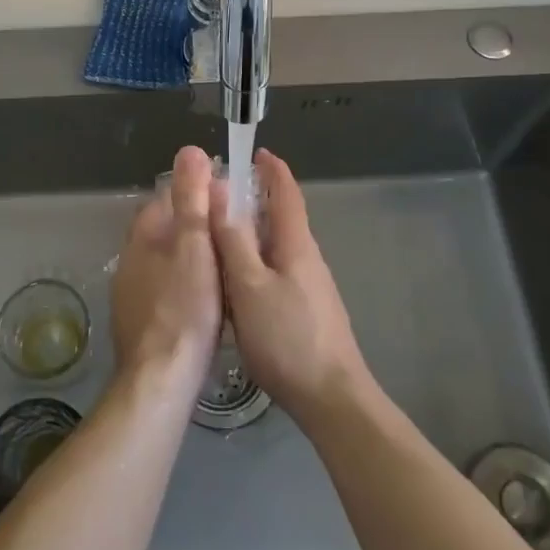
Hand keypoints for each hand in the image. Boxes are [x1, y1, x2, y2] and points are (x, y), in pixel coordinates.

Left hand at [112, 146, 223, 387]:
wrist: (160, 381)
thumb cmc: (184, 308)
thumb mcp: (194, 247)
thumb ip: (192, 200)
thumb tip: (190, 150)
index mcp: (141, 238)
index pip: (165, 199)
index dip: (196, 193)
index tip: (227, 198)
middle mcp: (130, 261)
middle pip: (166, 231)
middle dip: (195, 226)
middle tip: (233, 233)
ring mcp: (131, 295)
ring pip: (166, 262)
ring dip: (191, 257)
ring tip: (226, 265)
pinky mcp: (140, 324)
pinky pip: (166, 290)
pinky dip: (186, 286)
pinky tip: (207, 301)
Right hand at [213, 149, 371, 423]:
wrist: (331, 398)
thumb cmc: (287, 337)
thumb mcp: (249, 286)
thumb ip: (233, 240)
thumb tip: (221, 191)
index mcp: (296, 244)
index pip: (286, 193)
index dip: (272, 169)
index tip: (255, 151)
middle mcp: (307, 257)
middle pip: (282, 217)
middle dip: (255, 199)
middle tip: (219, 195)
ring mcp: (310, 285)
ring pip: (277, 246)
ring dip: (253, 231)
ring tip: (218, 234)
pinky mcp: (306, 310)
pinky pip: (277, 269)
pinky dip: (256, 259)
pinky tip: (236, 279)